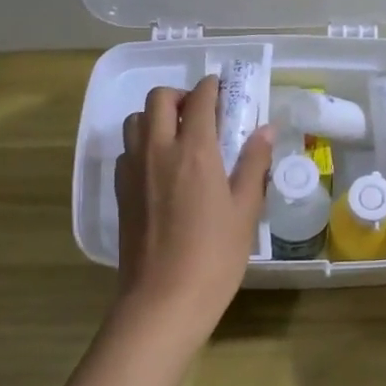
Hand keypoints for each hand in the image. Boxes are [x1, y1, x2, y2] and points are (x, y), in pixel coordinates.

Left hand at [113, 75, 273, 344]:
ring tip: (180, 137)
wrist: (163, 299)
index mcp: (194, 151)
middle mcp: (158, 150)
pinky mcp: (120, 190)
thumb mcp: (245, 210)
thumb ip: (254, 165)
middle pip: (159, 98)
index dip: (212, 86)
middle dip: (181, 95)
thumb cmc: (214, 256)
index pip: (200, 99)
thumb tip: (265, 130)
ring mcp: (133, 169)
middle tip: (202, 112)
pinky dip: (143, 144)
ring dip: (157, 116)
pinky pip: (127, 150)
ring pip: (136, 120)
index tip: (224, 88)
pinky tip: (161, 169)